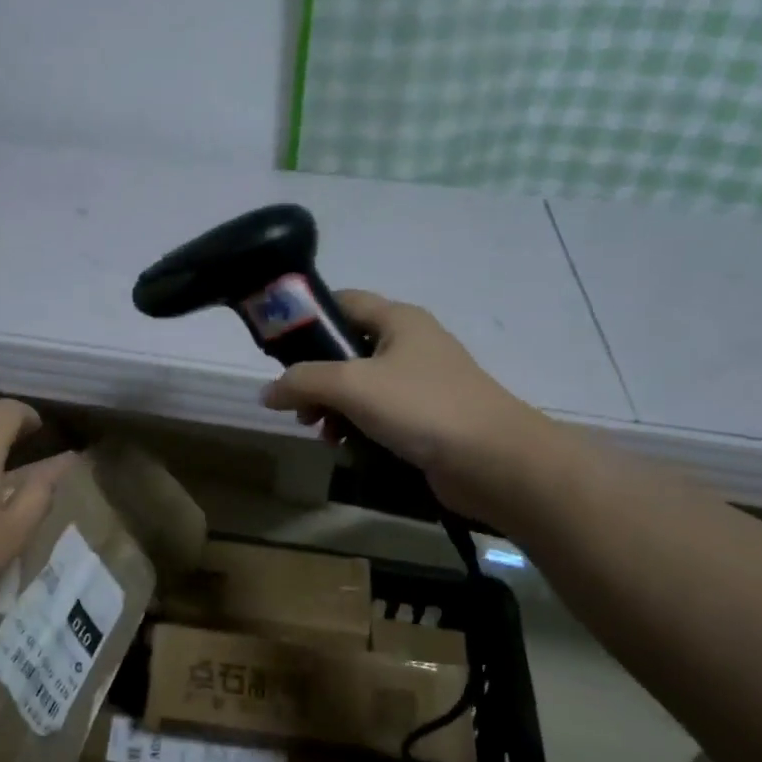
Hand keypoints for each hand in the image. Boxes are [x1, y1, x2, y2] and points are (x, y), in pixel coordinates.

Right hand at [260, 290, 555, 523]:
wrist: (494, 461)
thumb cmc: (421, 407)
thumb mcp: (352, 385)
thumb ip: (302, 382)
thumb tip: (267, 392)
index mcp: (398, 320)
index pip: (343, 301)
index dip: (308, 317)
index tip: (277, 346)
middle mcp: (410, 344)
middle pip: (347, 348)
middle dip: (315, 376)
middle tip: (298, 404)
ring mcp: (420, 382)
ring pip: (360, 385)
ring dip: (333, 406)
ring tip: (320, 431)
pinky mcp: (426, 417)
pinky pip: (378, 413)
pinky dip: (357, 425)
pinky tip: (346, 446)